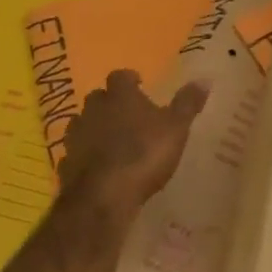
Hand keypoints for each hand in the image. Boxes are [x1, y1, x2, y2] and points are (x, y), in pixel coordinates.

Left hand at [57, 69, 208, 210]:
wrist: (105, 194)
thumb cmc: (144, 153)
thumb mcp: (176, 128)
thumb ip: (188, 103)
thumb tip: (204, 79)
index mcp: (120, 95)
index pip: (120, 76)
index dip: (130, 80)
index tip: (139, 85)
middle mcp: (93, 109)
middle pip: (98, 97)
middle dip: (111, 103)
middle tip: (127, 115)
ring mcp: (76, 135)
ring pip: (83, 123)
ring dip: (95, 128)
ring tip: (112, 141)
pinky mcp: (66, 162)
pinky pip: (75, 152)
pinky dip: (85, 155)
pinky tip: (97, 167)